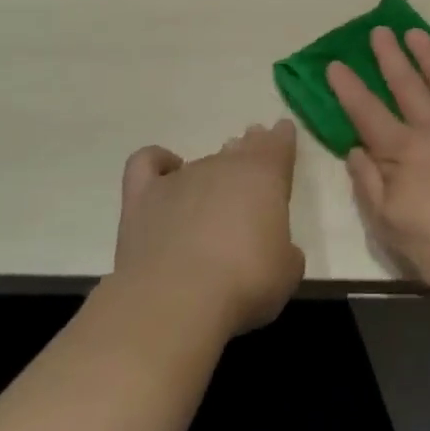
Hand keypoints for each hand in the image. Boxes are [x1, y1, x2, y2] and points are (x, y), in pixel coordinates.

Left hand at [114, 120, 304, 335]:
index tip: (283, 131)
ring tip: (213, 185)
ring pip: (201, 160)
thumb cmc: (246, 282)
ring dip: (211, 168)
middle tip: (251, 153)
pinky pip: (147, 163)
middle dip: (248, 148)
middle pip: (240, 148)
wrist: (176, 299)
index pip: (278, 144)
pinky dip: (158, 162)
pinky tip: (164, 169)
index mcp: (265, 177)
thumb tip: (273, 248)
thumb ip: (283, 249)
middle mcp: (223, 167)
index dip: (282, 138)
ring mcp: (180, 178)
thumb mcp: (287, 270)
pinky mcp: (142, 197)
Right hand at [327, 27, 429, 289]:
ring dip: (428, 55)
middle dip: (389, 57)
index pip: (367, 113)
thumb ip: (369, 184)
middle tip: (379, 31)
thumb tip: (355, 149)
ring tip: (416, 33)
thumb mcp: (390, 226)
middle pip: (406, 84)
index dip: (348, 88)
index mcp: (402, 151)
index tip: (335, 63)